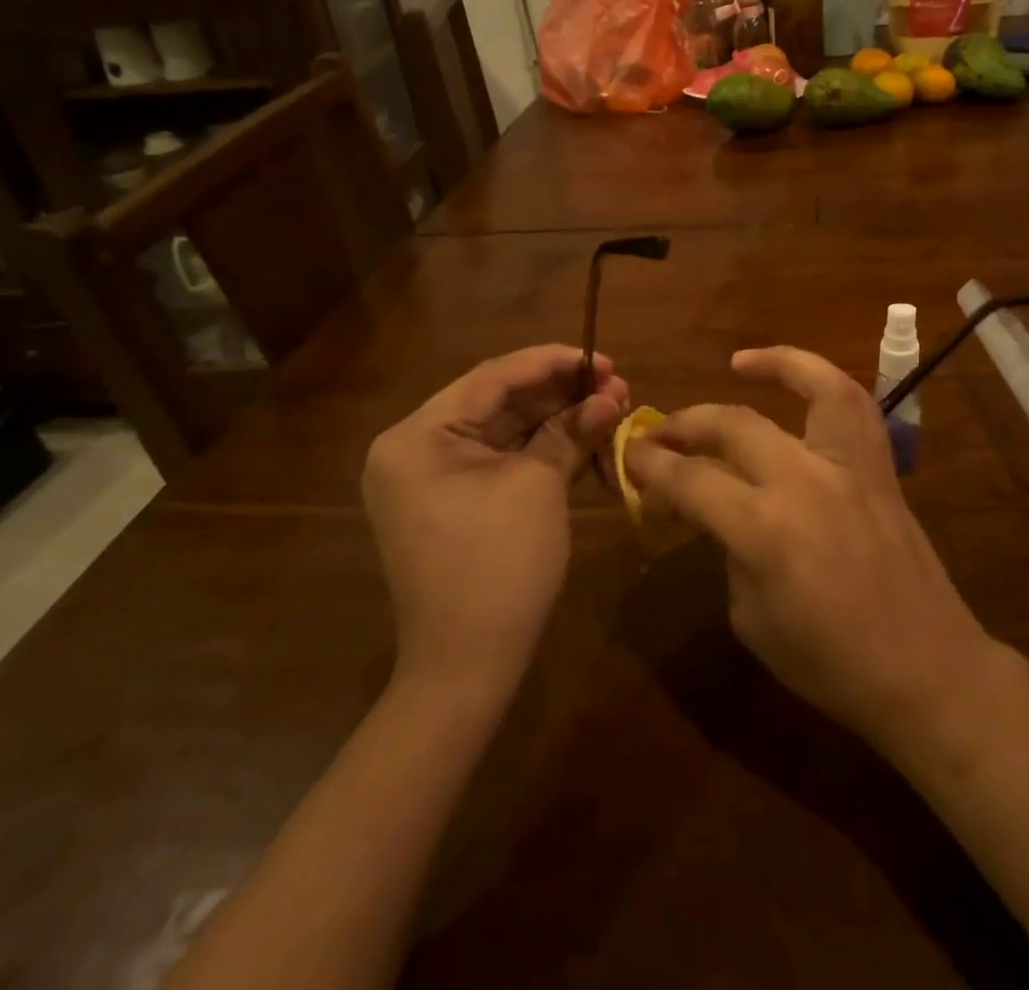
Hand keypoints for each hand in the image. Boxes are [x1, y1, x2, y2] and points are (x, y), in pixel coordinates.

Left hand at [363, 345, 629, 697]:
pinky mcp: (448, 500)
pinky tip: (583, 435)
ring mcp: (428, 477)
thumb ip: (572, 431)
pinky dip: (538, 447)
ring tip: (609, 405)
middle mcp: (413, 447)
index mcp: (417, 436)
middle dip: (559, 392)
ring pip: (501, 429)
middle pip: (496, 401)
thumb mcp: (539, 487)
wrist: (465, 669)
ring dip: (554, 417)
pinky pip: (497, 459)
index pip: (492, 378)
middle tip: (615, 384)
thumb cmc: (499, 567)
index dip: (553, 362)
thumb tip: (611, 396)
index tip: (603, 359)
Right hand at [623, 347, 994, 753]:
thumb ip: (729, 552)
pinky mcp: (879, 467)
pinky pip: (854, 405)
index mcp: (764, 529)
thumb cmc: (830, 662)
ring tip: (738, 363)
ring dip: (772, 365)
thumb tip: (719, 510)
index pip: (691, 480)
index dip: (651, 464)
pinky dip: (824, 379)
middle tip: (660, 432)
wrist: (925, 670)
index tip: (629, 452)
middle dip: (685, 424)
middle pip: (733, 425)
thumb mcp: (752, 619)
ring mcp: (849, 466)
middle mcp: (804, 480)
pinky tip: (802, 379)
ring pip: (812, 387)